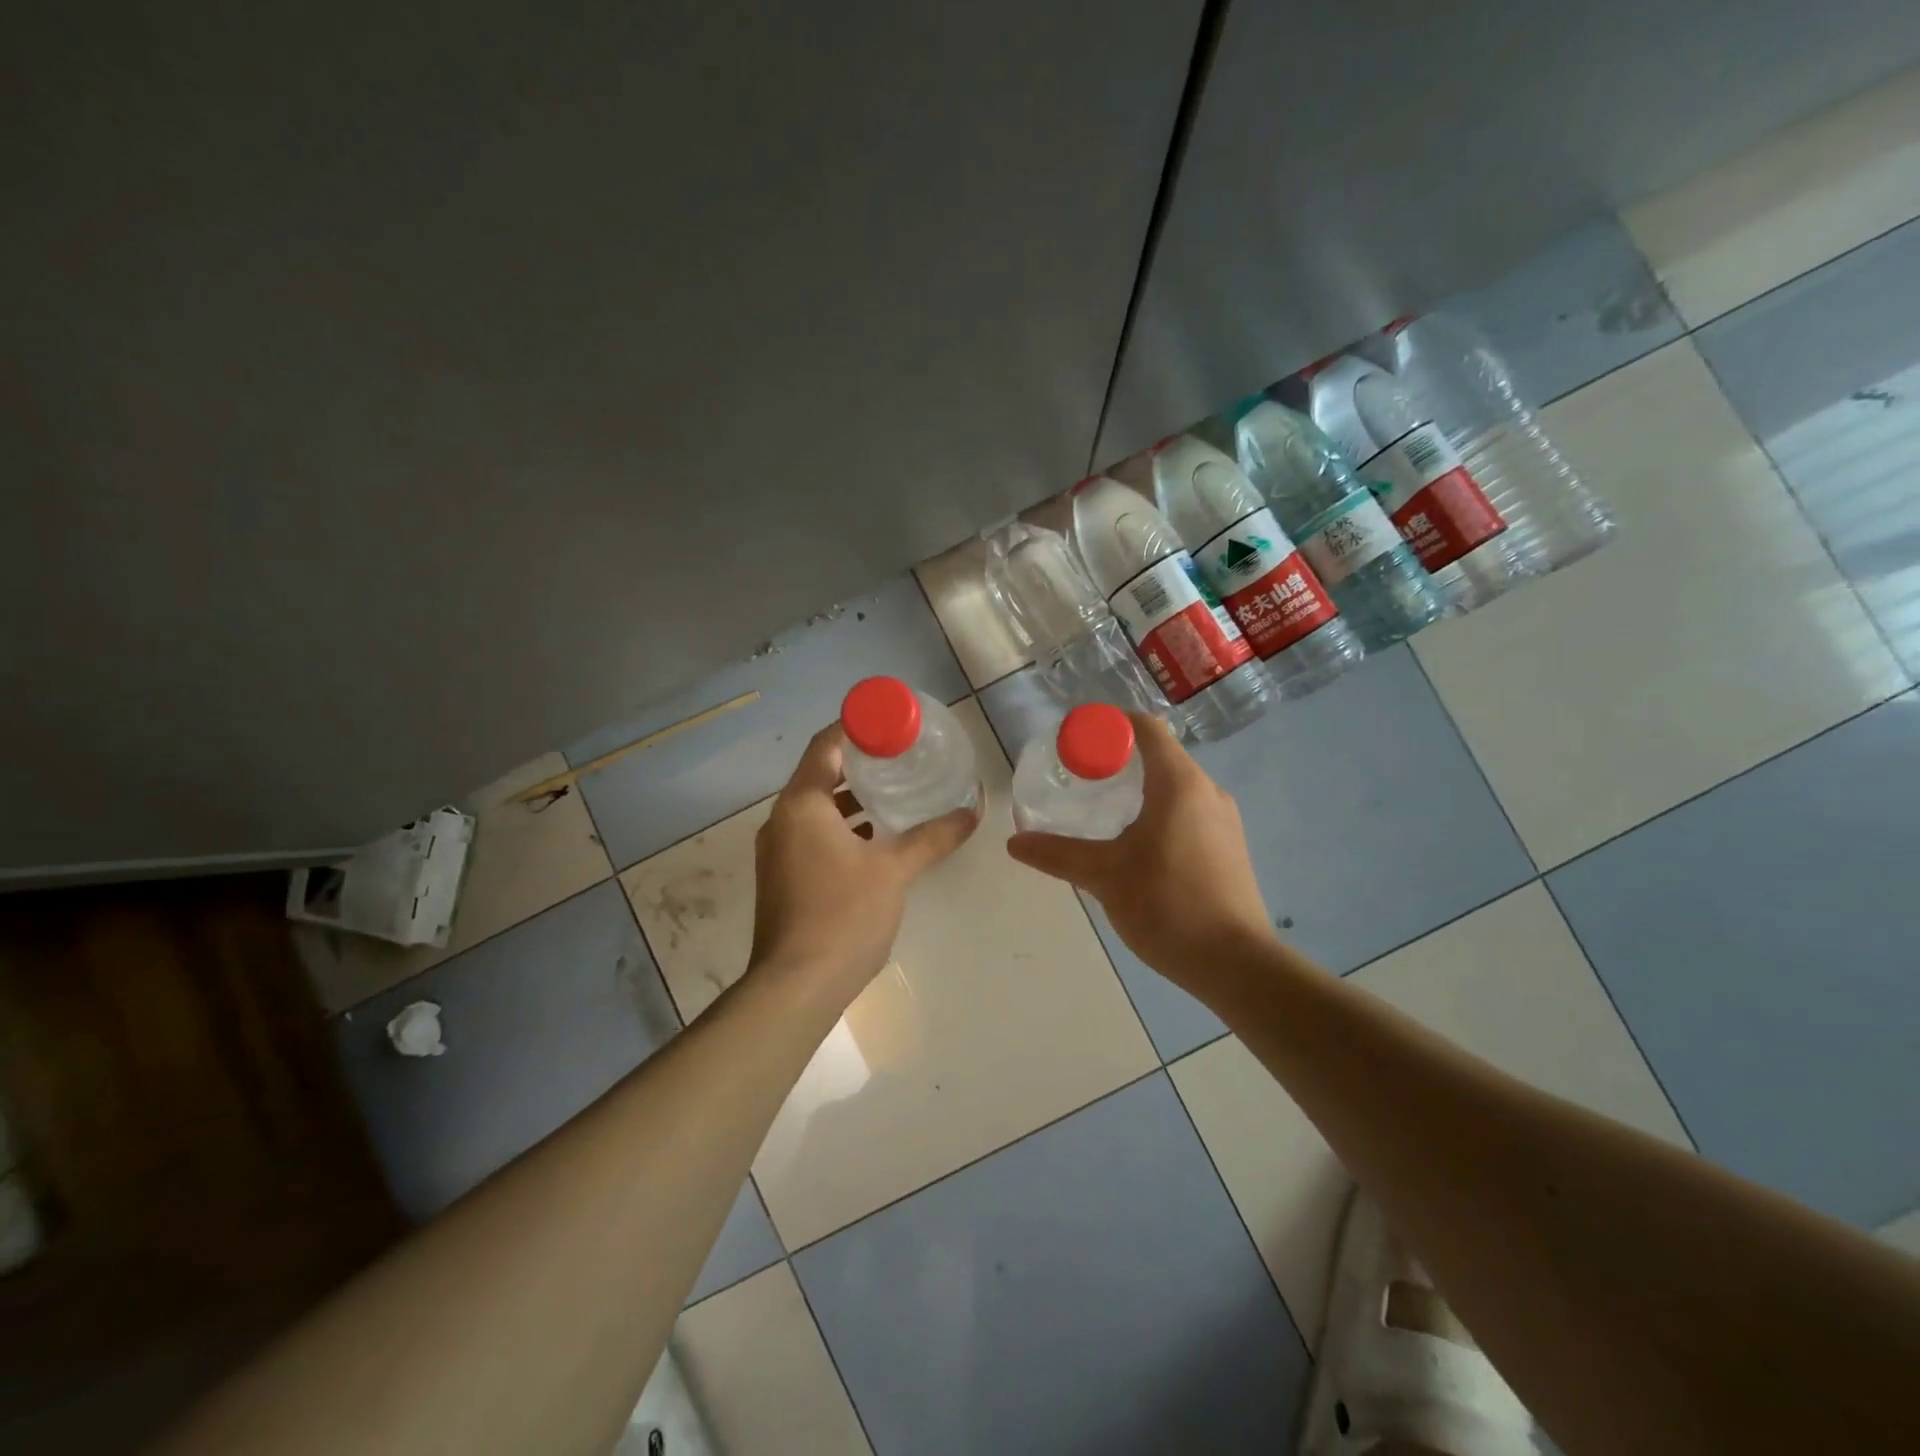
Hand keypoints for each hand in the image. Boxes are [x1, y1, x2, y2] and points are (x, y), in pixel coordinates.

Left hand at [750, 722, 978, 999]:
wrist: (796, 986)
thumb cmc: (844, 915)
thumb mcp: (894, 870)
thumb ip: (933, 837)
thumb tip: (972, 811)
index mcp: (802, 804)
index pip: (826, 745)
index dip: (857, 729)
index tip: (892, 726)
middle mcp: (782, 819)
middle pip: (820, 775)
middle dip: (860, 765)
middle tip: (902, 760)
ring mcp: (777, 851)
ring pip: (816, 808)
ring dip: (851, 800)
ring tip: (894, 796)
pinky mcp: (782, 877)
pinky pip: (812, 835)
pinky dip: (841, 828)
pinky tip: (875, 841)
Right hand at [1006, 713, 1274, 989]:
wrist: (1236, 964)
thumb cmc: (1167, 905)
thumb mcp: (1104, 876)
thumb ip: (1058, 854)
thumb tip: (1015, 842)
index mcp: (1179, 783)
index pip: (1146, 728)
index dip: (1110, 724)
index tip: (1077, 741)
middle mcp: (1207, 791)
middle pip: (1161, 755)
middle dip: (1119, 758)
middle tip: (1081, 777)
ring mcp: (1224, 820)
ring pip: (1176, 785)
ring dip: (1140, 787)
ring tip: (1103, 810)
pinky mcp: (1229, 846)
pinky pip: (1189, 810)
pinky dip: (1160, 810)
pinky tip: (1137, 844)